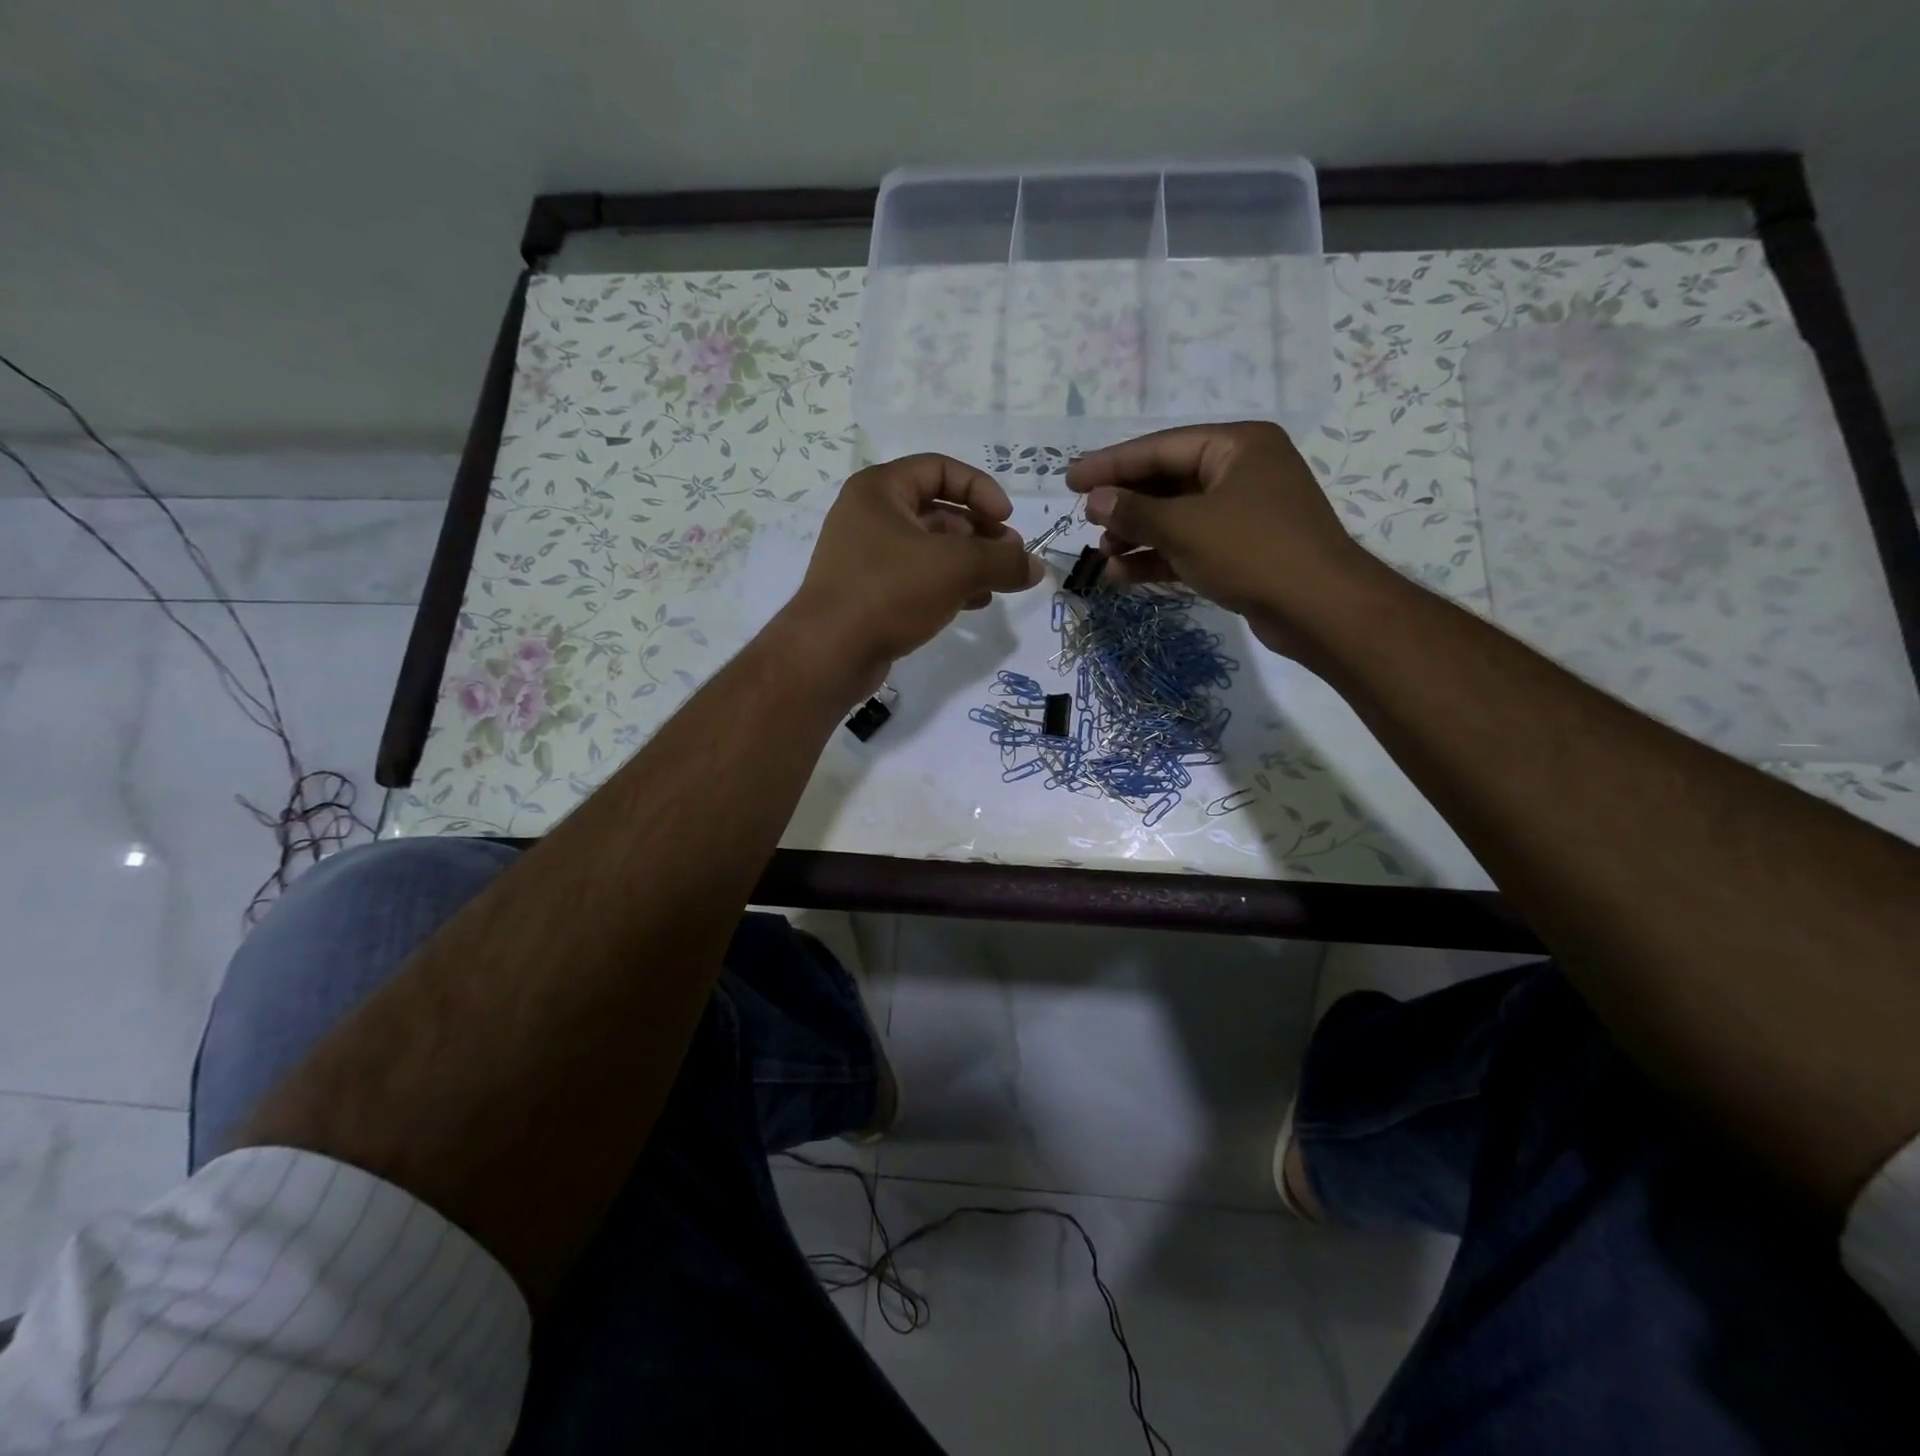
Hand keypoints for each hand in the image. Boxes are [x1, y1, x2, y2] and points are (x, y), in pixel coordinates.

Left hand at [785, 454, 1043, 693]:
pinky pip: (918, 578)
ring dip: (969, 561)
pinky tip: (976, 602)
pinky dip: (949, 585)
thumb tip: (1037, 567)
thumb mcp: (955, 568)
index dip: (980, 489)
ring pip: (930, 548)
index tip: (1007, 521)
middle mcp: (869, 516)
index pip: (940, 469)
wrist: (830, 653)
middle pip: (938, 510)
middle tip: (1010, 556)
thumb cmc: (889, 591)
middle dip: (980, 531)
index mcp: (880, 490)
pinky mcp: (870, 592)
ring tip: (1000, 581)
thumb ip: (1003, 562)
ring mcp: (867, 556)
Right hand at [1066, 422, 1387, 657]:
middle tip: (1085, 522)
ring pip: (1177, 517)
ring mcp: (1244, 512)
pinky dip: (1159, 558)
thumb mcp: (1185, 528)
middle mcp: (1242, 470)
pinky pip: (1191, 544)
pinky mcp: (1243, 549)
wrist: (1320, 609)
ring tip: (1102, 556)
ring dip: (1137, 536)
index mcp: (1236, 445)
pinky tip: (1124, 575)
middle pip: (1167, 481)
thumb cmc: (1253, 552)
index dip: (1110, 465)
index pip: (1160, 448)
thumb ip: (1135, 512)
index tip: (1070, 480)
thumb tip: (1095, 500)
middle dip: (1125, 506)